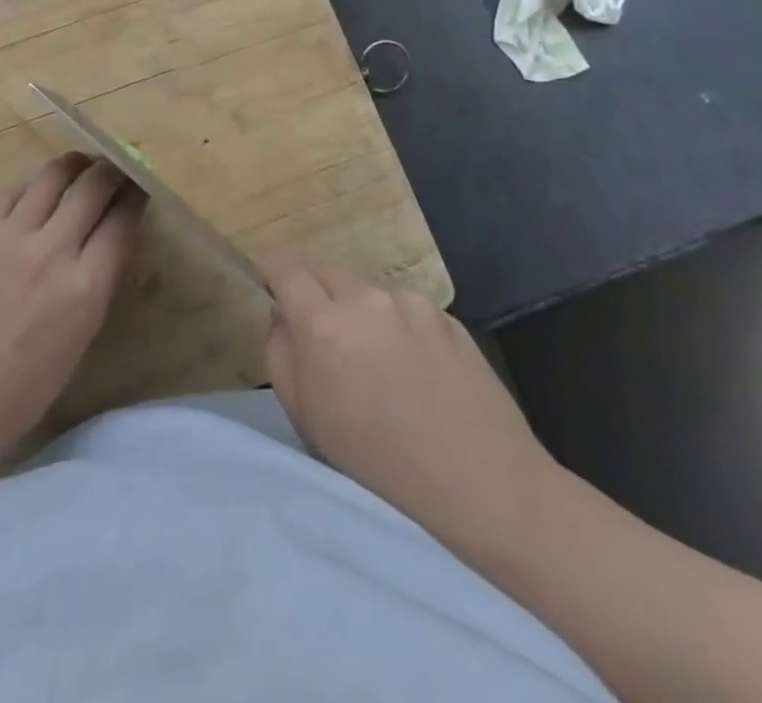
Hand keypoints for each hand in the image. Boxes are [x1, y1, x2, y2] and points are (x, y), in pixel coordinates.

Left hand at [0, 154, 141, 466]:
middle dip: (111, 171)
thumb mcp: (85, 330)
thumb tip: (115, 232)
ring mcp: (11, 236)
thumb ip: (102, 276)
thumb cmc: (30, 381)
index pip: (122, 220)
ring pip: (52, 176)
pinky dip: (30, 187)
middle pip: (93, 187)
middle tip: (116, 169)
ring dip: (74, 166)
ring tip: (81, 164)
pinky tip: (36, 191)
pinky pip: (11, 192)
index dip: (136, 196)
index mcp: (86, 285)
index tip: (141, 185)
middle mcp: (52, 251)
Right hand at [265, 263, 566, 565]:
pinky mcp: (447, 315)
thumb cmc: (380, 469)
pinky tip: (420, 372)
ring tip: (383, 366)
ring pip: (368, 294)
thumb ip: (281, 354)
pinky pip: (407, 309)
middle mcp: (365, 299)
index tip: (278, 300)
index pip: (285, 269)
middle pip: (326, 275)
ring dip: (362, 315)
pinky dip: (401, 328)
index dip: (276, 280)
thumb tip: (281, 315)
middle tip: (331, 347)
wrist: (485, 491)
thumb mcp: (307, 421)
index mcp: (323, 325)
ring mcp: (411, 303)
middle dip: (319, 300)